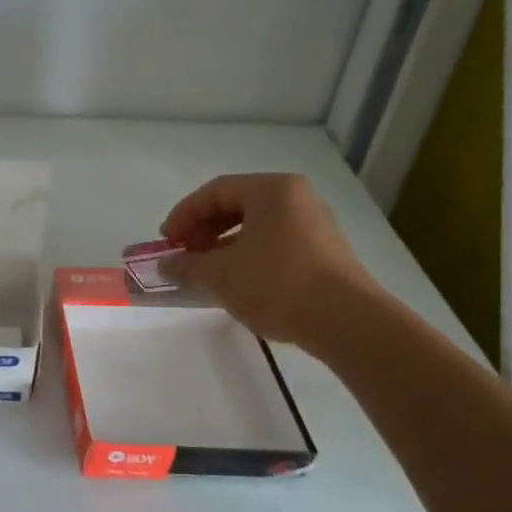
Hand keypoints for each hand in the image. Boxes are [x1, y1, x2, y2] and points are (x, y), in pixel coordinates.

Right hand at [159, 173, 375, 346]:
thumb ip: (187, 265)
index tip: (166, 242)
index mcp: (272, 190)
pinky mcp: (325, 253)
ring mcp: (315, 225)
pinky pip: (275, 244)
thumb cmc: (276, 284)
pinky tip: (237, 283)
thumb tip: (167, 265)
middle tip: (184, 256)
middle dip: (204, 230)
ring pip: (257, 227)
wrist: (345, 321)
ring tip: (206, 273)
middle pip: (237, 205)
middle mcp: (297, 198)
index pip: (215, 191)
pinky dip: (248, 257)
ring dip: (224, 246)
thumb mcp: (219, 274)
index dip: (184, 215)